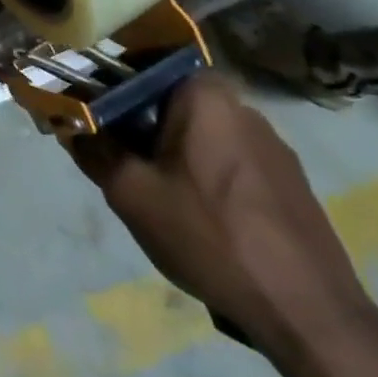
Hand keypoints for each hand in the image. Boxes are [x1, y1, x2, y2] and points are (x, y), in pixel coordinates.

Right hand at [76, 74, 377, 376]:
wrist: (306, 310)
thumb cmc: (209, 236)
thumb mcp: (131, 194)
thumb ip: (94, 150)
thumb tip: (70, 125)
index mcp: (204, 94)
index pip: (141, 67)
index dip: (107, 91)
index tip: (91, 124)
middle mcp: (241, 105)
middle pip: (169, 102)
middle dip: (137, 129)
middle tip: (119, 169)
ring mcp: (271, 143)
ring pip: (198, 133)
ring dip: (170, 154)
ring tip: (159, 201)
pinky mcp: (287, 178)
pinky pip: (227, 159)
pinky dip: (203, 175)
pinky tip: (202, 220)